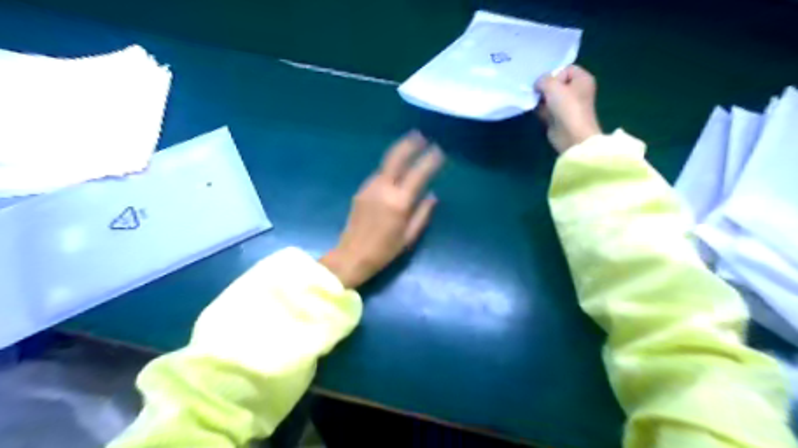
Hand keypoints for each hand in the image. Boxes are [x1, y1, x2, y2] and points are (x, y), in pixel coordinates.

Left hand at [319, 132, 443, 288]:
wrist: (351, 256)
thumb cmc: (385, 251)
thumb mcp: (409, 236)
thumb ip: (423, 213)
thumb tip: (432, 195)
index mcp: (399, 202)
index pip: (418, 174)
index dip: (429, 160)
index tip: (439, 151)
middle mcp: (383, 189)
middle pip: (396, 158)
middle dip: (409, 144)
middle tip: (420, 135)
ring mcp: (369, 188)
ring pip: (385, 164)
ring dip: (398, 153)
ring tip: (410, 146)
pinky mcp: (361, 191)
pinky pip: (378, 174)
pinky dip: (389, 167)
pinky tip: (395, 169)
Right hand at [532, 63, 602, 150]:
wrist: (571, 135)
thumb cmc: (567, 107)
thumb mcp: (552, 86)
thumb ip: (542, 80)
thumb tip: (537, 85)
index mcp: (582, 79)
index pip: (566, 69)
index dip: (554, 75)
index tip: (548, 85)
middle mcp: (577, 91)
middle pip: (556, 84)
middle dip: (545, 88)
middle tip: (538, 94)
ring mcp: (568, 106)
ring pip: (550, 97)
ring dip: (541, 100)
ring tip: (535, 103)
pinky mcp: (559, 118)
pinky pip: (547, 110)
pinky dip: (541, 110)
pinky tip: (536, 112)